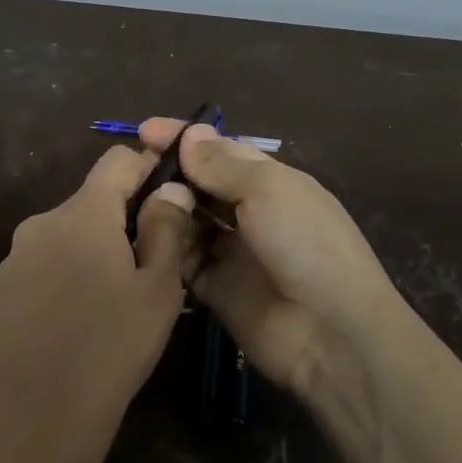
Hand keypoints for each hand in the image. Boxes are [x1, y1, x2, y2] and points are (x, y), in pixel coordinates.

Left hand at [0, 146, 195, 462]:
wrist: (32, 420)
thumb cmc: (110, 350)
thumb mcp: (158, 291)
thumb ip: (167, 228)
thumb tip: (170, 188)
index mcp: (81, 214)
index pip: (117, 160)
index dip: (148, 168)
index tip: (171, 196)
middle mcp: (40, 224)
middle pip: (91, 202)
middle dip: (123, 222)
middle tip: (150, 269)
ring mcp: (13, 259)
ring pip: (65, 238)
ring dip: (92, 253)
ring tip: (113, 305)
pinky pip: (41, 268)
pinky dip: (64, 280)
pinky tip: (74, 325)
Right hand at [140, 119, 419, 399]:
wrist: (330, 332)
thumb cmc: (304, 244)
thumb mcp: (268, 190)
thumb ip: (222, 164)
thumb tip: (190, 133)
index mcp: (271, 182)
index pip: (221, 151)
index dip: (185, 140)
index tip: (144, 130)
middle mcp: (250, 212)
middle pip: (201, 185)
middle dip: (169, 174)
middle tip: (131, 169)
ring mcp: (232, 251)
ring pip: (187, 221)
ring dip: (164, 209)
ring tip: (133, 201)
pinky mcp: (215, 288)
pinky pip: (182, 261)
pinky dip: (165, 247)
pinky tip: (142, 236)